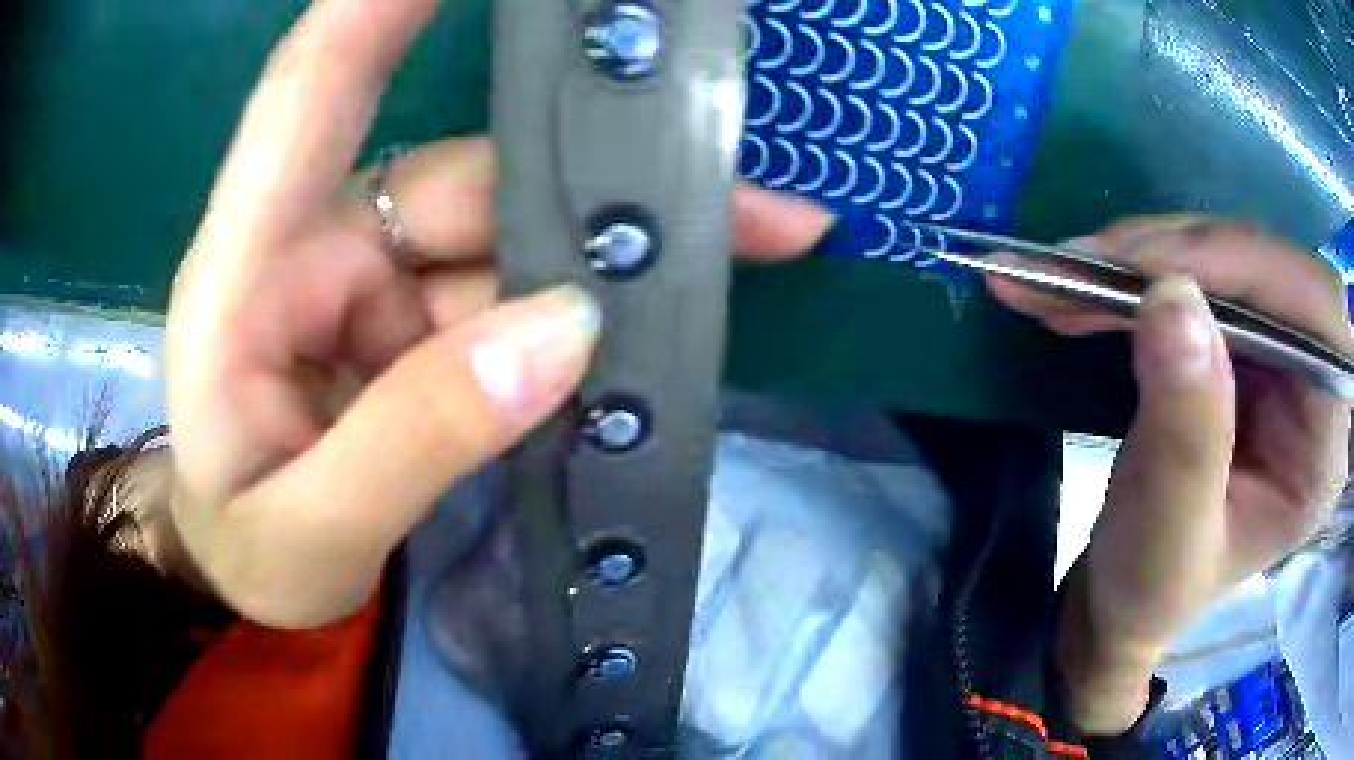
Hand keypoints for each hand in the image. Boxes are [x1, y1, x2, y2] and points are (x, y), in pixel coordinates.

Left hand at [166, 0, 831, 628]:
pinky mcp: (410, 323)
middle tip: (735, 187)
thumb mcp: (309, 531)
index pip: (309, 88)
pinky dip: (586, 306)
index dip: (383, 6)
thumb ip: (412, 441)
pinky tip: (657, 320)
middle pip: (460, 173)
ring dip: (613, 247)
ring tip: (750, 242)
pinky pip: (511, 291)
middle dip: (592, 174)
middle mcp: (312, 246)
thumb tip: (560, 334)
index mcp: (245, 270)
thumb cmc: (246, 552)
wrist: (245, 575)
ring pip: (504, 230)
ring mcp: (369, 281)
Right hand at [989, 219, 1351, 733]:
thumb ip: (1185, 433)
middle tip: (1087, 266)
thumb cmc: (1151, 590)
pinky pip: (1199, 275)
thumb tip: (1172, 299)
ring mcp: (1281, 356)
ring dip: (1148, 257)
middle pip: (1271, 269)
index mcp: (1323, 448)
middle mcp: (1316, 385)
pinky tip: (1091, 285)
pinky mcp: (1244, 342)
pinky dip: (1140, 272)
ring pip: (1228, 259)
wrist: (1127, 594)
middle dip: (1181, 256)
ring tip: (1068, 277)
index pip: (1315, 313)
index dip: (1246, 270)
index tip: (1151, 272)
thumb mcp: (1165, 536)